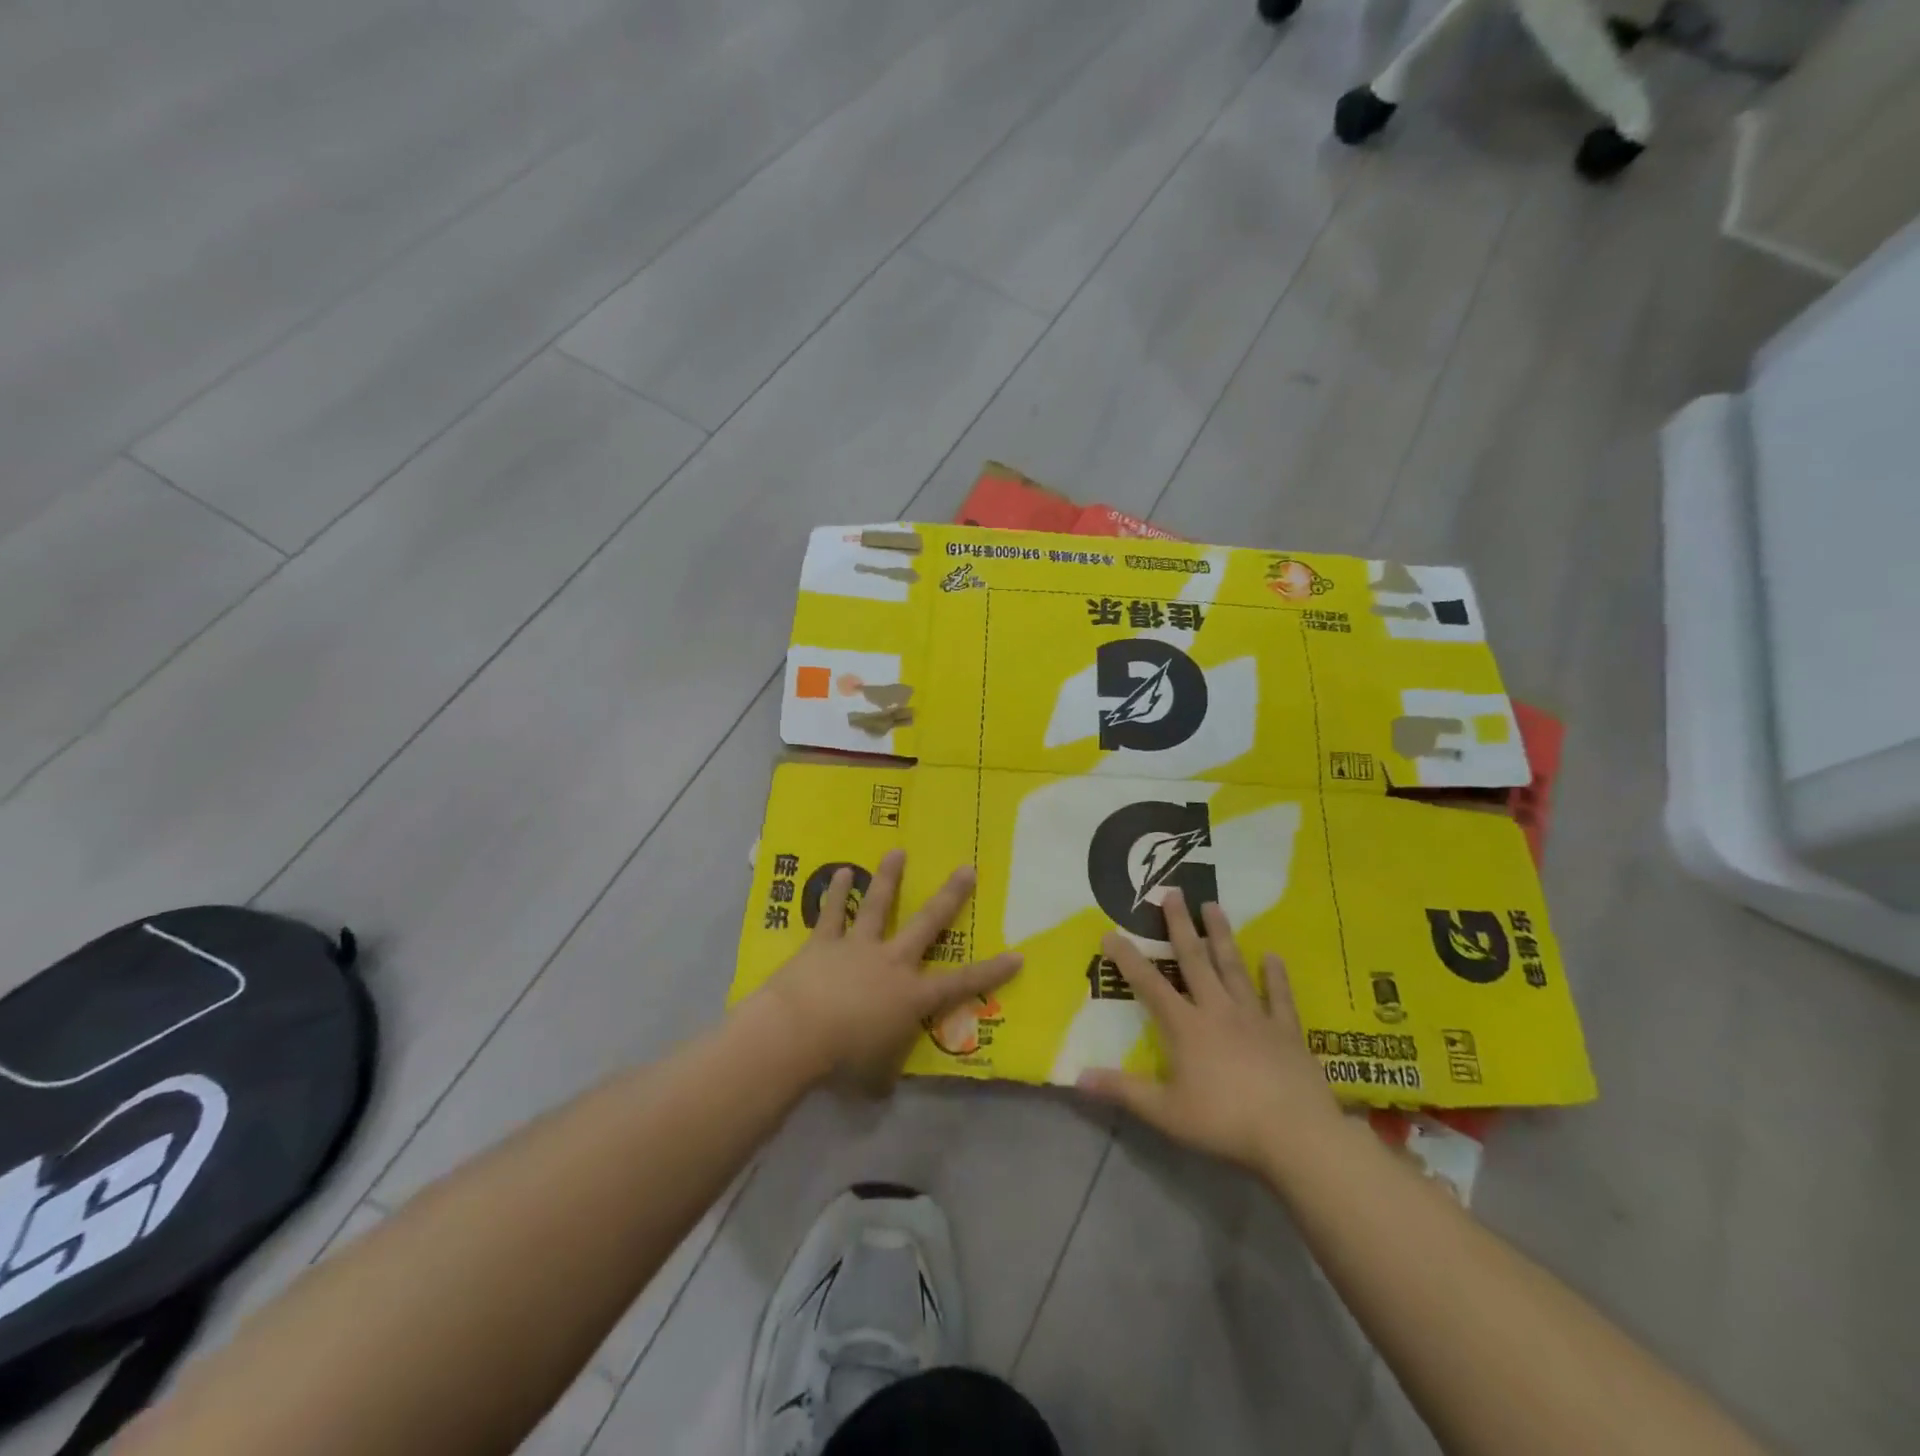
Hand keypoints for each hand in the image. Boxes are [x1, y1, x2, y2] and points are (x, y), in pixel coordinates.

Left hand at [754, 849, 1022, 1091]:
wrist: (798, 1032)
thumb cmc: (843, 1060)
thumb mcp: (874, 1077)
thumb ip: (884, 1073)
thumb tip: (884, 1085)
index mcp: (912, 996)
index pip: (962, 983)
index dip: (991, 971)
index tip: (1017, 955)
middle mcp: (892, 962)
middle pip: (927, 923)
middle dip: (950, 896)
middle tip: (967, 869)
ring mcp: (858, 946)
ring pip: (878, 905)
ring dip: (889, 877)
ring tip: (897, 851)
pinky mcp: (824, 942)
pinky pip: (832, 913)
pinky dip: (835, 893)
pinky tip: (838, 873)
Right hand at [1076, 891, 1343, 1175]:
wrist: (1295, 1135)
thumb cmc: (1225, 1122)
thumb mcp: (1165, 1112)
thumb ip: (1122, 1091)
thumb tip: (1078, 1077)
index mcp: (1186, 1027)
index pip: (1149, 985)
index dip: (1128, 959)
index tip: (1111, 932)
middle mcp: (1217, 1010)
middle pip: (1195, 960)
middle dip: (1180, 926)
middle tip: (1173, 892)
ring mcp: (1255, 1017)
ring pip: (1234, 967)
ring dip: (1222, 936)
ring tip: (1213, 906)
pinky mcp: (1286, 1031)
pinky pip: (1280, 997)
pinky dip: (1276, 976)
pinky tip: (1272, 956)